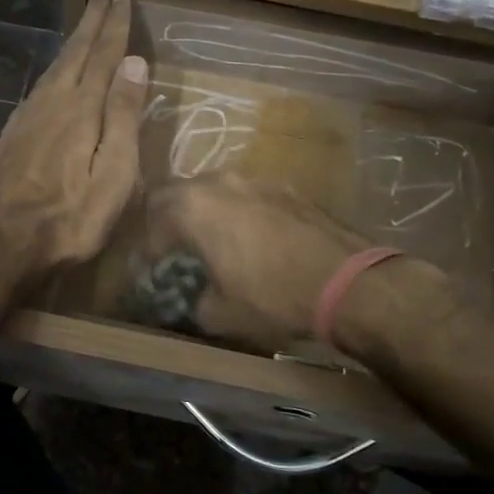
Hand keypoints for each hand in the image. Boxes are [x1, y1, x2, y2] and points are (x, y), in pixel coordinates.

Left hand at [0, 0, 147, 276]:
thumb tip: (134, 62)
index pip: (104, 55)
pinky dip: (56, 68)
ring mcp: (28, 116)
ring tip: (85, 24)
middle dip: (92, 19)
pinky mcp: (13, 134)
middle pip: (75, 50)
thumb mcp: (114, 174)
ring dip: (74, 40)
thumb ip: (124, 117)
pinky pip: (41, 85)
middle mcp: (52, 101)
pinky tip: (57, 75)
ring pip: (55, 66)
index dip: (115, 25)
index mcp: (82, 108)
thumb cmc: (70, 217)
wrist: (1, 242)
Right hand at [145, 175, 372, 348]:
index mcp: (192, 207)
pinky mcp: (285, 187)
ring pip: (213, 189)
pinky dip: (236, 212)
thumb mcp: (220, 313)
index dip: (144, 249)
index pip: (150, 221)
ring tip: (209, 242)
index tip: (147, 272)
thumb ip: (192, 302)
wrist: (349, 282)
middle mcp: (218, 182)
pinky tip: (249, 238)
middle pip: (176, 195)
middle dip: (167, 222)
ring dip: (203, 212)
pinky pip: (246, 195)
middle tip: (170, 251)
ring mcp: (255, 179)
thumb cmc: (273, 297)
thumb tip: (189, 300)